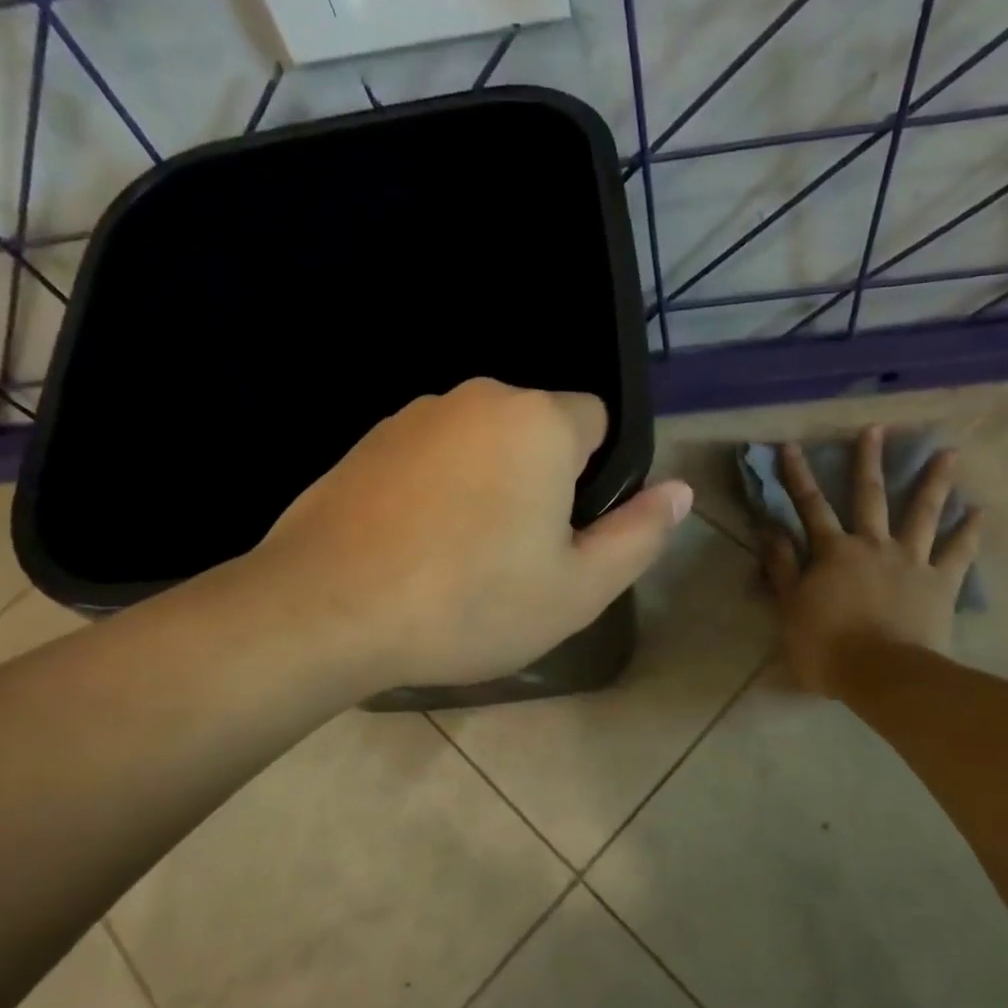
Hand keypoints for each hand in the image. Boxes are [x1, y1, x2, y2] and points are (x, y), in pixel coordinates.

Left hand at [258, 378, 692, 689]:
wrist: (327, 609)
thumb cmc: (470, 601)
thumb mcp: (578, 588)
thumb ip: (640, 533)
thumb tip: (680, 490)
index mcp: (538, 421)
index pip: (595, 421)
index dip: (591, 478)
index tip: (563, 532)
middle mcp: (477, 397)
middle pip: (535, 430)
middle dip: (538, 479)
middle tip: (513, 556)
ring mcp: (414, 415)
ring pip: (479, 443)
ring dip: (484, 484)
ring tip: (458, 558)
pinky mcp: (367, 440)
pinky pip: (429, 456)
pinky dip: (434, 489)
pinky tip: (412, 546)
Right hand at [762, 427, 980, 695]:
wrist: (884, 675)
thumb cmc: (827, 646)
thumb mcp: (790, 607)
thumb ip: (783, 567)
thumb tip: (771, 530)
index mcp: (833, 551)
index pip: (809, 506)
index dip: (797, 475)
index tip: (790, 445)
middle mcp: (873, 545)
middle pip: (870, 495)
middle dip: (869, 460)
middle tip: (876, 429)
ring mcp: (911, 561)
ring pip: (923, 513)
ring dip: (934, 481)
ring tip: (949, 452)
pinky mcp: (940, 582)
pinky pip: (959, 552)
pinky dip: (970, 531)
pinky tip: (980, 510)